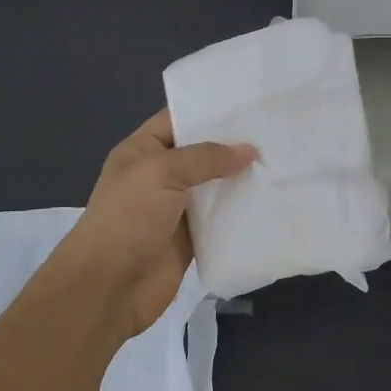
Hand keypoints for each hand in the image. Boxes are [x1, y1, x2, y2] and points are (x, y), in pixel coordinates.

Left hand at [48, 110, 255, 340]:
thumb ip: (205, 157)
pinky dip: (242, 214)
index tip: (250, 103)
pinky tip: (272, 201)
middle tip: (277, 132)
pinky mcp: (192, 239)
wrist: (108, 287)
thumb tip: (248, 151)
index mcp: (142, 151)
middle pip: (202, 153)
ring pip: (216, 187)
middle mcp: (160, 176)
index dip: (209, 111)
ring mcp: (176, 209)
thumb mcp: (160, 173)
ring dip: (242, 180)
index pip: (178, 120)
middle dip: (234, 145)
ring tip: (282, 162)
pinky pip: (222, 221)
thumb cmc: (127, 219)